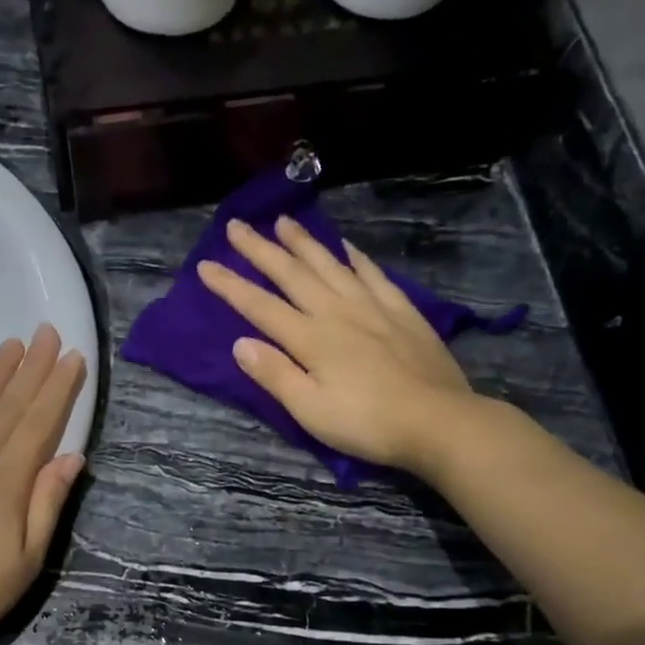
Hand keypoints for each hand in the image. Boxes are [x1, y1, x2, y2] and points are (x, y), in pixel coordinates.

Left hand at [0, 326, 87, 644]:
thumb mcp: (25, 562)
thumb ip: (47, 504)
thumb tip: (73, 456)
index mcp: (4, 482)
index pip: (38, 423)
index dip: (57, 388)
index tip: (73, 356)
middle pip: (8, 405)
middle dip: (31, 367)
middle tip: (47, 331)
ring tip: (12, 345)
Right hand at [196, 217, 479, 476]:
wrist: (438, 421)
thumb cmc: (367, 423)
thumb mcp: (310, 410)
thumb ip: (275, 374)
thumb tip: (239, 343)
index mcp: (310, 339)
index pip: (260, 307)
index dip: (231, 285)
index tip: (206, 265)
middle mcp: (337, 312)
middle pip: (292, 274)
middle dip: (260, 250)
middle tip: (237, 225)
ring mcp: (372, 307)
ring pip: (330, 265)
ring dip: (304, 242)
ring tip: (284, 221)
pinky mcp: (401, 311)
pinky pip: (372, 274)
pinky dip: (355, 257)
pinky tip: (346, 247)